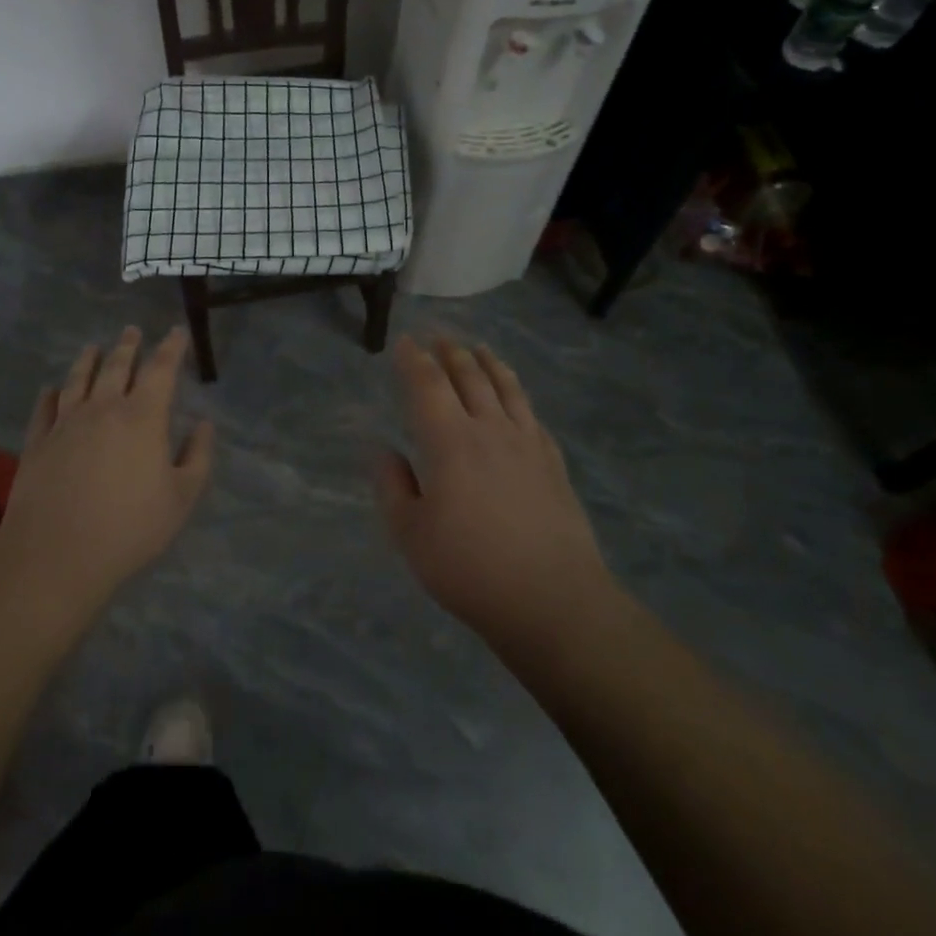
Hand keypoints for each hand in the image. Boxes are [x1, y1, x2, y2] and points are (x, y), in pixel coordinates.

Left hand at [0, 326, 213, 607]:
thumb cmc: (129, 528)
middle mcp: (103, 408)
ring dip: (88, 359)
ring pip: (78, 379)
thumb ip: (197, 457)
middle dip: (128, 345)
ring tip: (93, 346)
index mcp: (143, 417)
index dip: (171, 348)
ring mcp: (66, 422)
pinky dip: (50, 394)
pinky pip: (45, 408)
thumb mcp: (181, 498)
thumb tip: (204, 425)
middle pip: (117, 366)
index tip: (176, 332)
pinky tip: (51, 389)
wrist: (56, 554)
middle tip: (132, 330)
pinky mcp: (38, 442)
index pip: (161, 369)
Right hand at [375, 335, 618, 651]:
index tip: (405, 342)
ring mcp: (527, 443)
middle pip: (470, 376)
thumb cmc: (470, 568)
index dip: (414, 360)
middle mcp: (489, 429)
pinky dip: (518, 394)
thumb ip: (392, 486)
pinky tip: (516, 397)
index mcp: (449, 441)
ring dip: (488, 362)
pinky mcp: (553, 462)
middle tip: (439, 336)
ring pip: (505, 387)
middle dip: (451, 352)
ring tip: (478, 348)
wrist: (554, 599)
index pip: (428, 385)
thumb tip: (382, 449)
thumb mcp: (411, 535)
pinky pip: (532, 414)